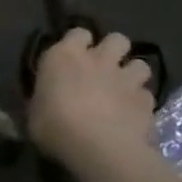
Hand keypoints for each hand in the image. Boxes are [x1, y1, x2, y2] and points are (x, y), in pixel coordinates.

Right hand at [27, 28, 160, 174]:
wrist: (99, 148)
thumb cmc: (53, 126)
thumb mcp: (34, 111)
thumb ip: (44, 97)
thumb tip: (45, 99)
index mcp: (64, 56)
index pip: (77, 32)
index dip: (77, 43)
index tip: (72, 57)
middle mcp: (98, 59)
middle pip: (116, 39)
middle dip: (113, 50)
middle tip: (103, 67)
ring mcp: (126, 79)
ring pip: (140, 64)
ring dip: (132, 73)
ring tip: (123, 89)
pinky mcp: (147, 101)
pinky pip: (146, 94)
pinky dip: (140, 102)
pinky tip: (132, 114)